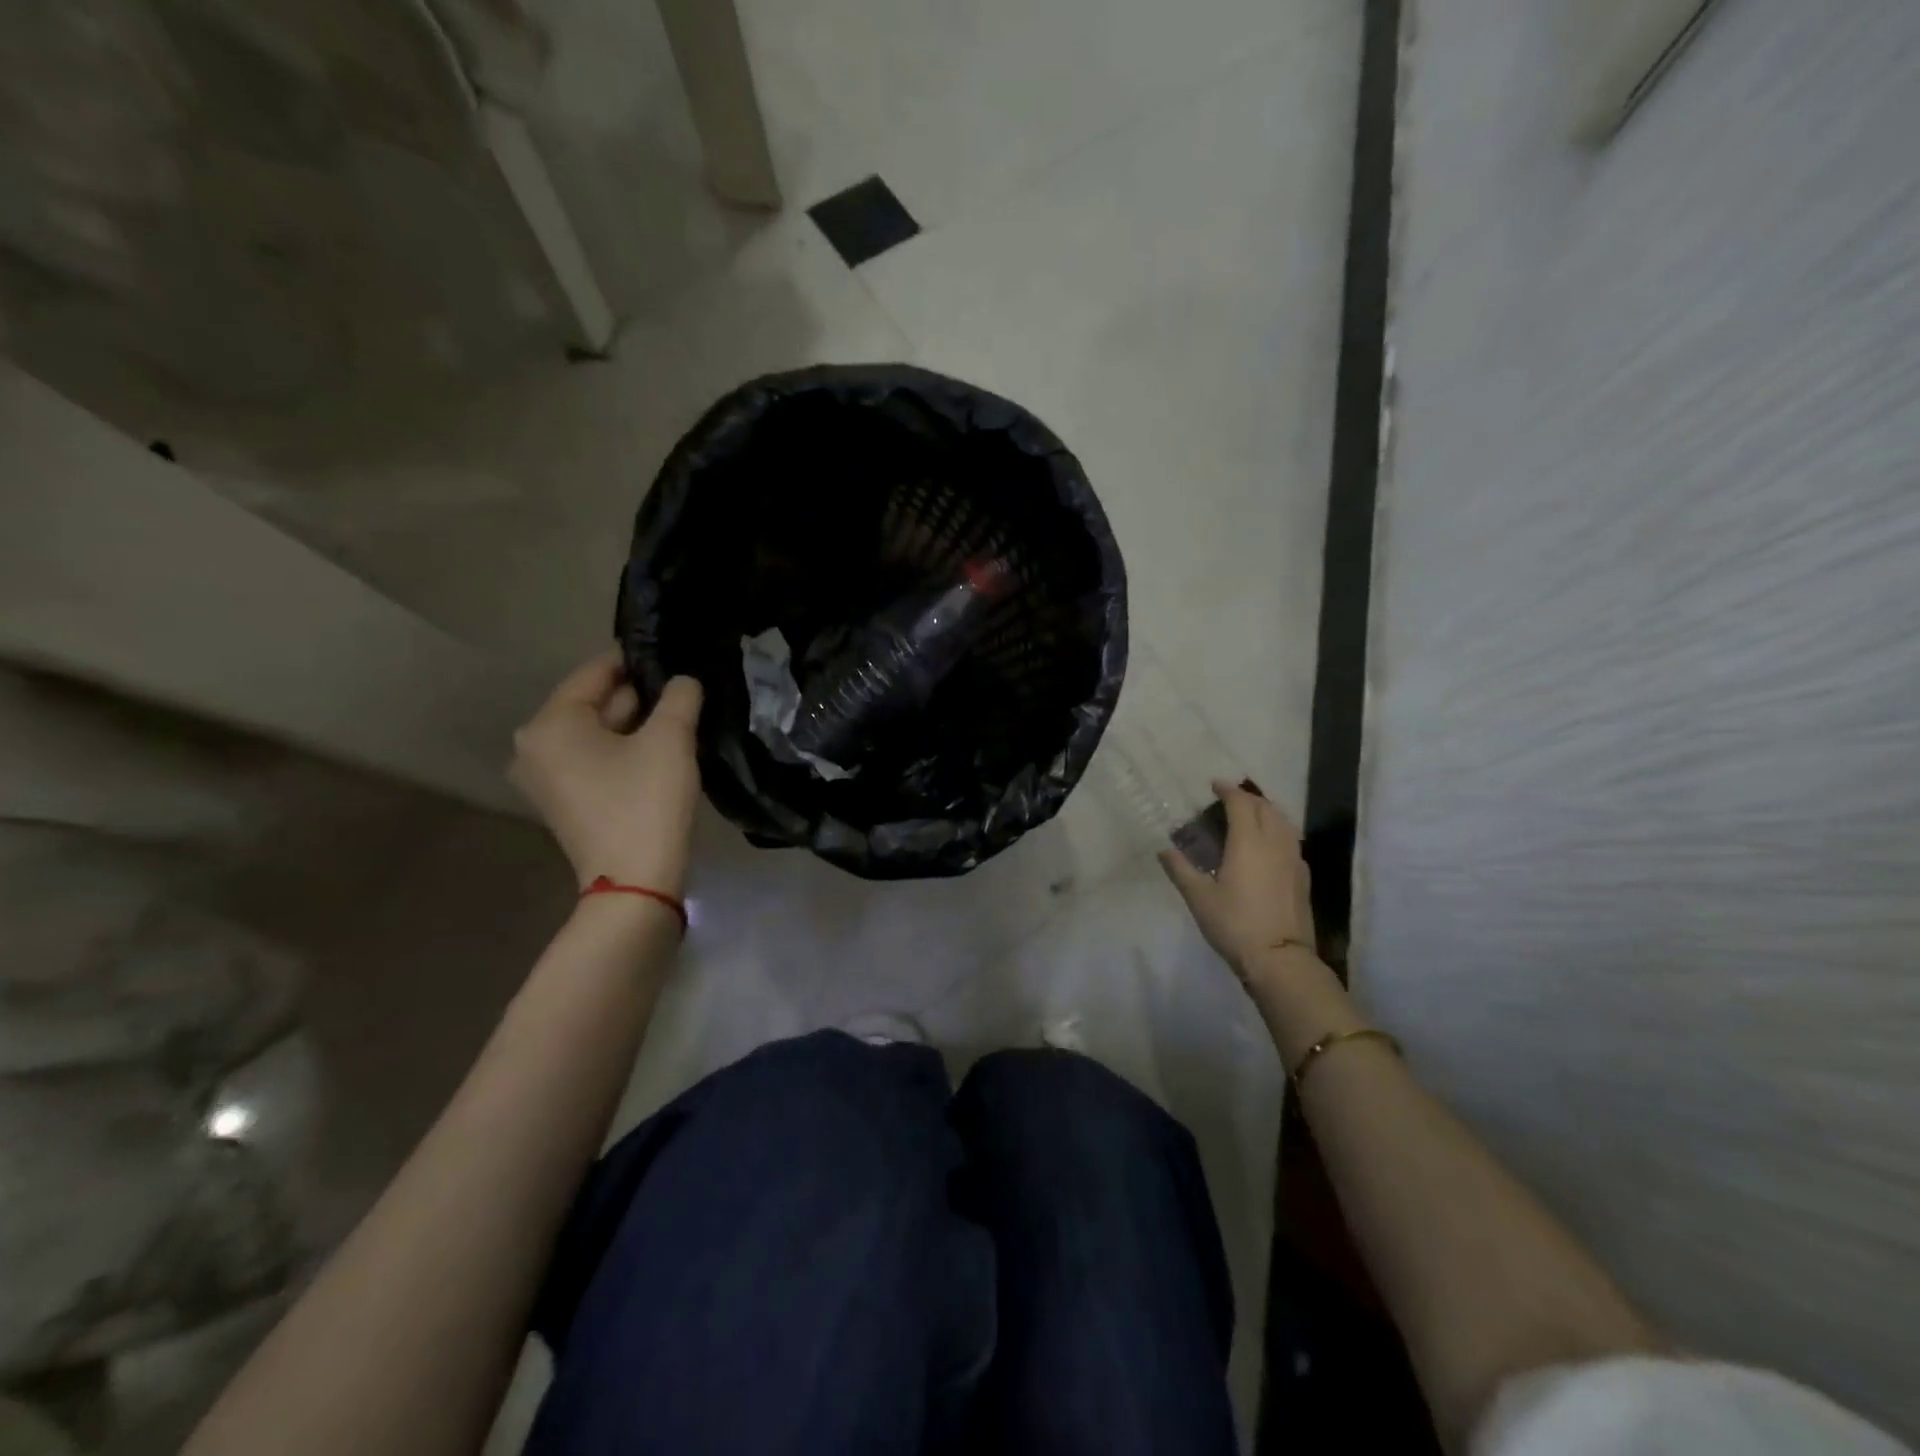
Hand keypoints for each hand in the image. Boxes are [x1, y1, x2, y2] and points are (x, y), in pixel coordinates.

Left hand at [509, 650, 704, 895]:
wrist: (635, 882)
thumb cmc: (646, 801)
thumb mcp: (671, 739)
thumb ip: (679, 697)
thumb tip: (683, 680)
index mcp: (550, 723)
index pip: (596, 671)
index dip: (637, 661)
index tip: (674, 656)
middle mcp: (535, 746)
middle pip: (594, 702)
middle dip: (639, 696)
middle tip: (684, 690)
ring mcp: (545, 777)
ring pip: (597, 733)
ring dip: (636, 725)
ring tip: (680, 718)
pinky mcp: (564, 801)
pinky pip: (594, 759)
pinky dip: (624, 751)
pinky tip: (660, 751)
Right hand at [1159, 781, 1318, 984]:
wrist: (1280, 959)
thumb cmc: (1234, 924)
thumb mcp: (1199, 898)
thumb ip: (1181, 869)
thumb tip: (1164, 849)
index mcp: (1248, 842)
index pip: (1241, 803)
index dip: (1227, 791)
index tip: (1214, 785)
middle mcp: (1274, 843)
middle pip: (1265, 807)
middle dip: (1247, 797)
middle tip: (1229, 799)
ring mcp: (1293, 859)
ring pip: (1283, 822)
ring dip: (1266, 811)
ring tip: (1250, 816)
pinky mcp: (1303, 876)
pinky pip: (1291, 840)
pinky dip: (1278, 831)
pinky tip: (1268, 845)